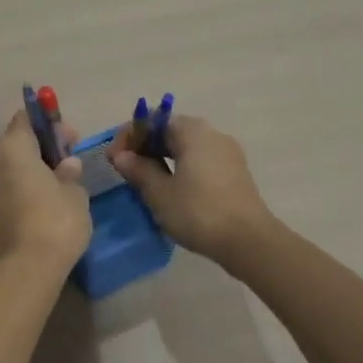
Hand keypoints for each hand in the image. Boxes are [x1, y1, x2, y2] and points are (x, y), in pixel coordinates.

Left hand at [0, 110, 91, 271]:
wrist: (24, 271)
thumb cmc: (55, 221)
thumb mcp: (75, 193)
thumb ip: (69, 173)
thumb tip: (66, 166)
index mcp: (12, 148)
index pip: (25, 119)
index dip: (48, 124)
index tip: (69, 139)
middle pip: (15, 144)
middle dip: (40, 149)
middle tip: (68, 163)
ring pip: (7, 169)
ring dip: (29, 172)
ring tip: (56, 188)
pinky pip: (3, 191)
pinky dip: (20, 191)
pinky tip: (41, 207)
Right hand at [109, 115, 274, 264]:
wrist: (249, 241)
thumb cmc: (199, 212)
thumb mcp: (160, 193)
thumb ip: (139, 170)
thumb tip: (122, 156)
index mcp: (192, 131)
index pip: (152, 121)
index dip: (128, 137)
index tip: (114, 160)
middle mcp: (212, 133)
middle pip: (170, 131)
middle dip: (145, 147)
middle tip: (126, 170)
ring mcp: (227, 152)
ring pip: (186, 147)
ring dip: (162, 158)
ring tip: (145, 182)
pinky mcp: (235, 172)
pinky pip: (200, 160)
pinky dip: (181, 167)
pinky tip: (171, 190)